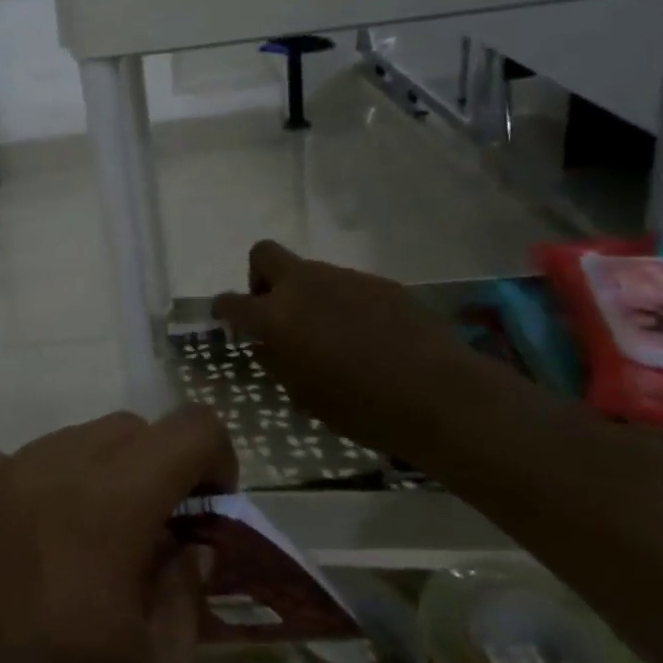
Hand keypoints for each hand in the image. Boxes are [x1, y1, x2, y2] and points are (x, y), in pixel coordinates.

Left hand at [0, 405, 236, 662]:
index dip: (216, 461)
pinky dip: (43, 490)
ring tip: (93, 556)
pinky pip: (14, 466)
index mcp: (103, 516)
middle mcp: (41, 477)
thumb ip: (186, 601)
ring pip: (69, 443)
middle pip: (126, 430)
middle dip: (160, 471)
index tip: (212, 518)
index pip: (184, 431)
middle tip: (160, 544)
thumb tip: (190, 547)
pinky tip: (34, 556)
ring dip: (101, 480)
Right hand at [212, 240, 499, 460]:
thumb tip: (266, 343)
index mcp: (277, 316)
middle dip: (260, 277)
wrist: (438, 395)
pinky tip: (366, 335)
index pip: (232, 301)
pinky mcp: (380, 283)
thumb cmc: (361, 407)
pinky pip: (347, 285)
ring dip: (307, 294)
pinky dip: (344, 303)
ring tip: (330, 333)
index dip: (224, 309)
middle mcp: (304, 285)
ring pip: (310, 271)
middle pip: (264, 254)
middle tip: (275, 310)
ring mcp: (344, 278)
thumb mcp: (303, 394)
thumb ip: (277, 360)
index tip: (227, 319)